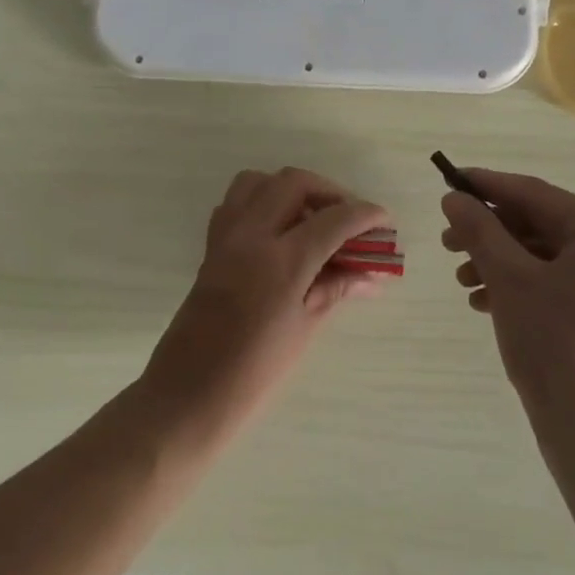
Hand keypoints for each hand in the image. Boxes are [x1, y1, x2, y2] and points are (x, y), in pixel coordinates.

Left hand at [144, 168, 388, 431]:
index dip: (365, 215)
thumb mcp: (305, 328)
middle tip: (349, 218)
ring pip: (259, 182)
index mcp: (281, 261)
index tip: (384, 220)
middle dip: (328, 192)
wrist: (189, 393)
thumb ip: (337, 289)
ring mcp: (226, 237)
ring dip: (291, 190)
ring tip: (312, 220)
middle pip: (293, 182)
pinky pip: (236, 204)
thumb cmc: (255, 371)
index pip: (333, 219)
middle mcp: (251, 236)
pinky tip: (279, 234)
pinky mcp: (211, 247)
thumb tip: (372, 274)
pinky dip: (261, 203)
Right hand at [441, 169, 574, 427]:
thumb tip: (455, 197)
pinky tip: (484, 302)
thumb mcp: (509, 280)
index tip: (450, 182)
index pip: (536, 194)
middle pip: (539, 225)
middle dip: (490, 232)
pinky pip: (553, 284)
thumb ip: (480, 230)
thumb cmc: (554, 345)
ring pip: (542, 257)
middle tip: (447, 242)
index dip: (489, 185)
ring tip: (462, 280)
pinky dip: (517, 286)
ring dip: (498, 262)